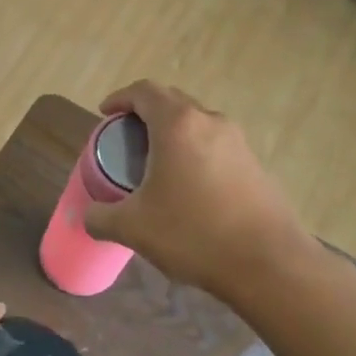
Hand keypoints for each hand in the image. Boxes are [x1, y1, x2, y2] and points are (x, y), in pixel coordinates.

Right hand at [82, 81, 309, 299]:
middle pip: (172, 102)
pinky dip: (194, 153)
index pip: (144, 91)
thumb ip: (101, 218)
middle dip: (145, 114)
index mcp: (177, 125)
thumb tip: (87, 217)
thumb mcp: (133, 228)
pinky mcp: (255, 165)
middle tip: (126, 139)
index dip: (120, 98)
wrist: (268, 264)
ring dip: (172, 134)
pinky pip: (216, 146)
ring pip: (197, 124)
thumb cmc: (192, 233)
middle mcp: (210, 122)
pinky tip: (187, 188)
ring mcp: (238, 143)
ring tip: (155, 164)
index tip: (105, 115)